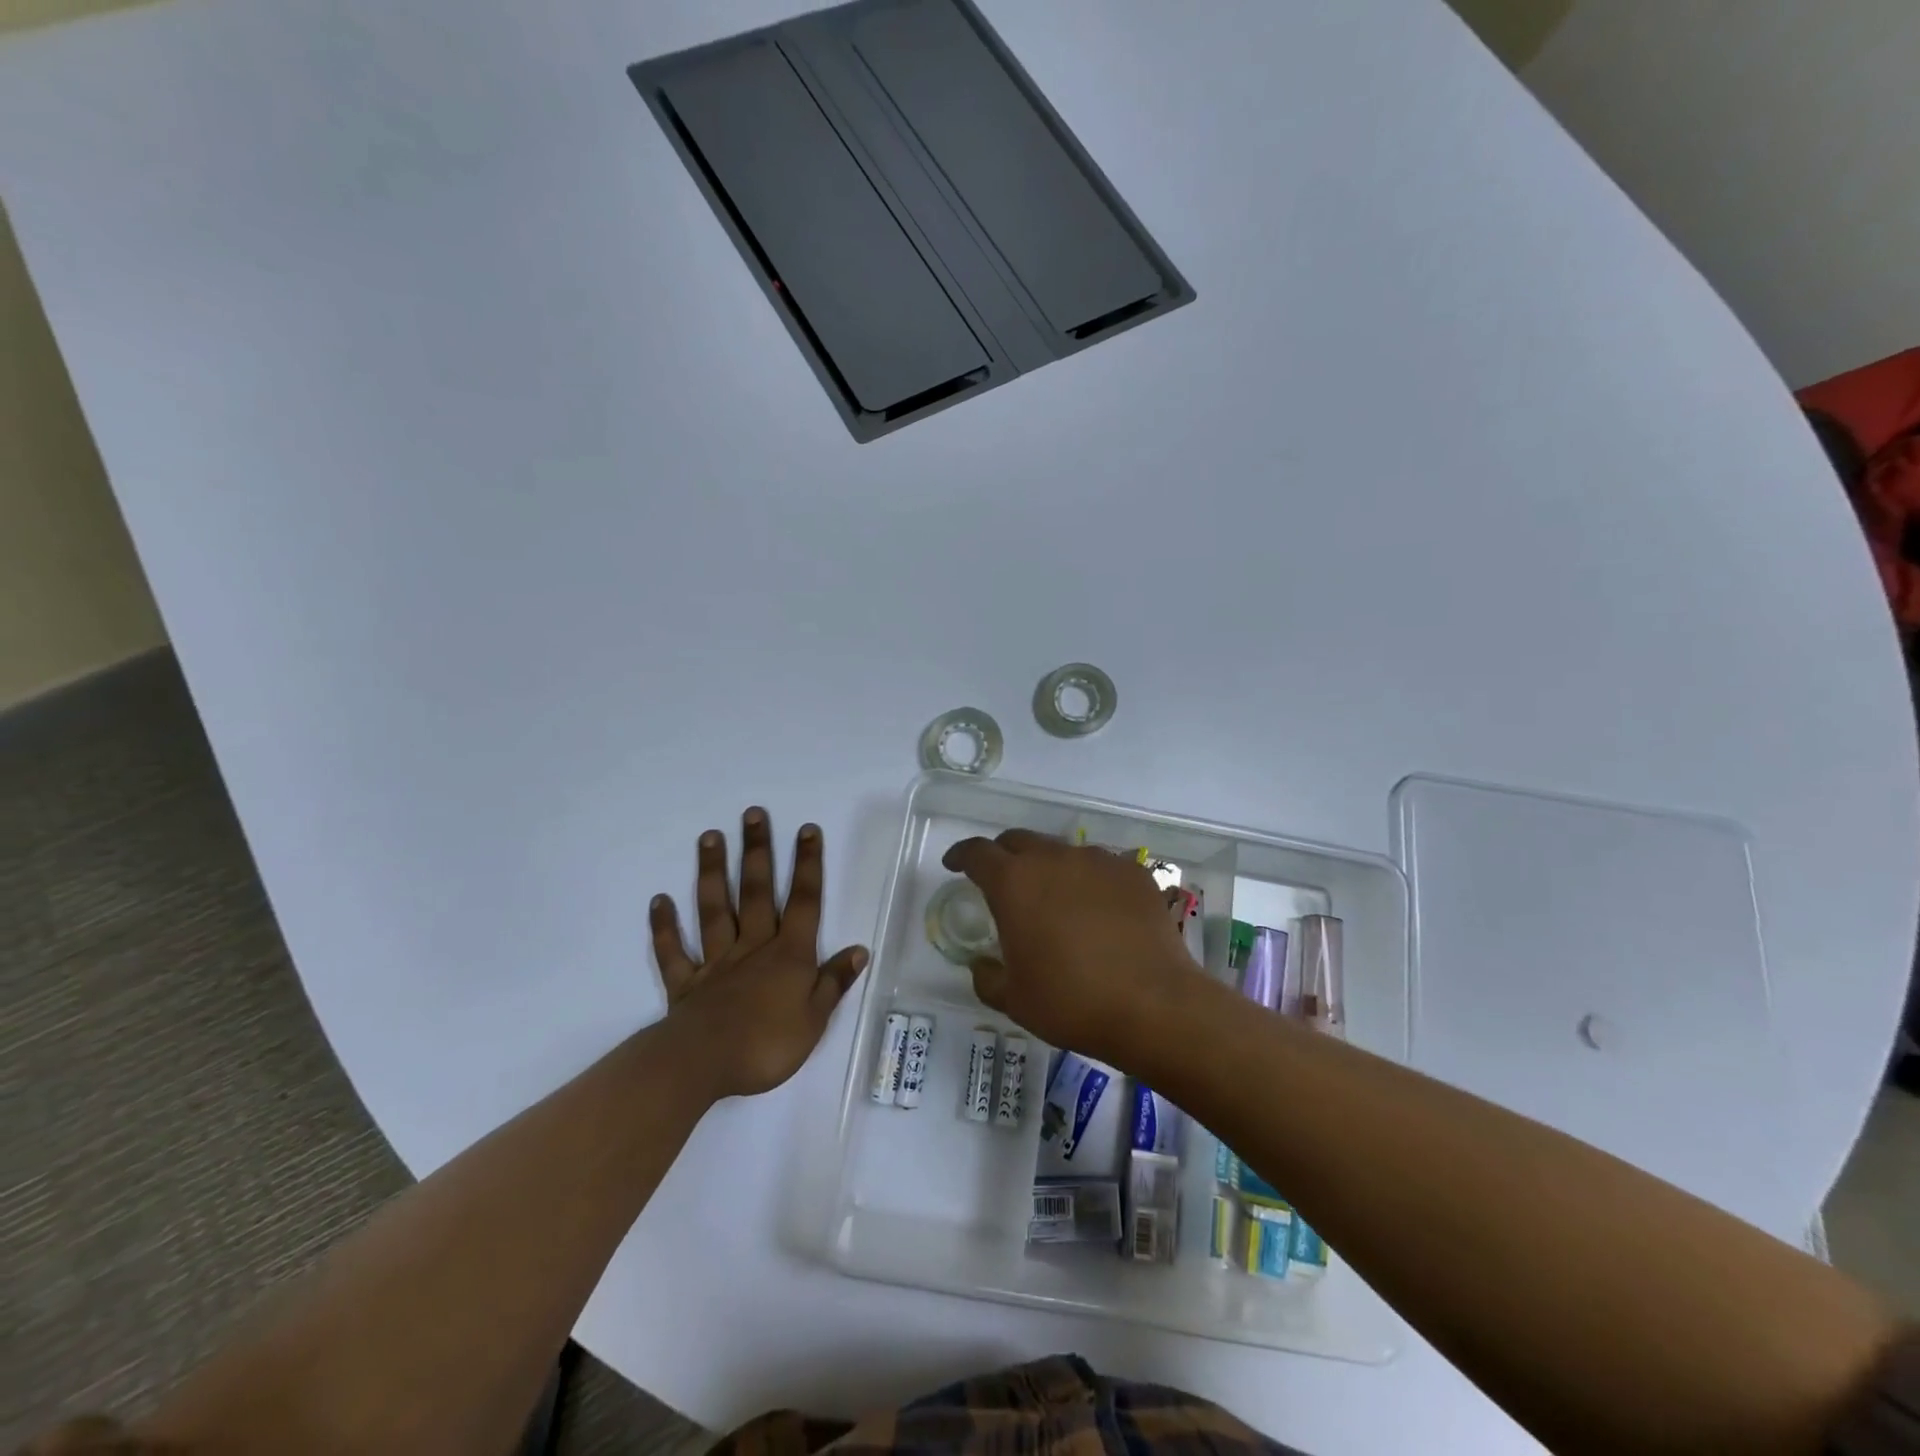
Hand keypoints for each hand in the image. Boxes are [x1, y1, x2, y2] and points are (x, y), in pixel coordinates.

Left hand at [651, 808, 867, 1098]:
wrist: (703, 1066)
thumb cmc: (767, 1044)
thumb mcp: (815, 1019)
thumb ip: (834, 982)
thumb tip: (860, 950)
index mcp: (788, 955)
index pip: (803, 902)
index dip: (807, 866)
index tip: (806, 830)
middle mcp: (752, 947)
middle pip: (756, 893)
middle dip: (757, 852)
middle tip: (752, 814)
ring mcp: (716, 962)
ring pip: (714, 910)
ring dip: (712, 873)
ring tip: (709, 838)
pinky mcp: (686, 983)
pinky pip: (673, 952)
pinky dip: (665, 927)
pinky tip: (659, 900)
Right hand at [942, 830, 1204, 1064]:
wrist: (1154, 1005)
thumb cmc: (1072, 1002)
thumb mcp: (1014, 1000)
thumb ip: (988, 977)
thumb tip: (982, 965)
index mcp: (1014, 883)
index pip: (977, 852)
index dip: (961, 855)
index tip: (955, 864)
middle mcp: (1053, 858)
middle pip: (1019, 840)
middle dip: (1004, 855)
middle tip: (1002, 882)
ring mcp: (1097, 860)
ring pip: (1062, 851)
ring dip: (1049, 868)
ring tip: (1056, 900)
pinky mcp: (1133, 872)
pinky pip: (1101, 866)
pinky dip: (1089, 880)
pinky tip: (1099, 910)